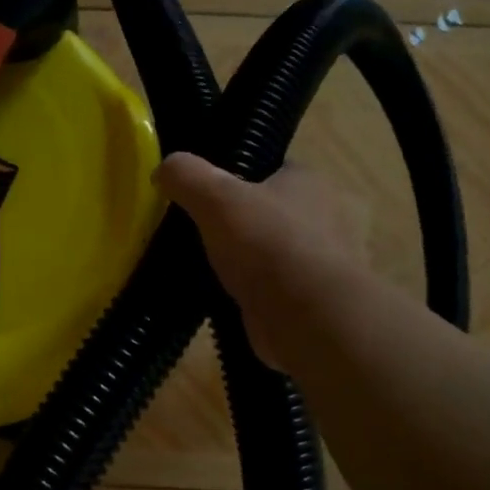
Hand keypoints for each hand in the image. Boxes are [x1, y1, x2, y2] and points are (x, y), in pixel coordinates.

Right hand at [154, 154, 366, 371]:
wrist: (311, 320)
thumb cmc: (269, 245)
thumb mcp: (216, 197)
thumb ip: (187, 176)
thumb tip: (163, 168)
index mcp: (311, 182)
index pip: (271, 169)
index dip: (236, 177)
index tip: (203, 193)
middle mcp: (326, 219)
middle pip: (269, 213)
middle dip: (238, 224)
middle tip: (197, 233)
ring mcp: (323, 265)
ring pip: (271, 254)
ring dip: (243, 263)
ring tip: (203, 268)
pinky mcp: (313, 304)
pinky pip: (273, 291)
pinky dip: (249, 295)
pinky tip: (221, 300)